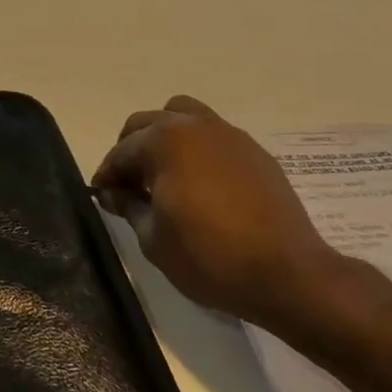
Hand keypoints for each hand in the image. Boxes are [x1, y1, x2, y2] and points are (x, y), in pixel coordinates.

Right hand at [92, 95, 343, 330]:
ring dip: (165, 138)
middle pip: (149, 123)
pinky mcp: (255, 152)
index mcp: (165, 140)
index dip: (107, 174)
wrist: (288, 274)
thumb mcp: (154, 239)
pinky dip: (197, 150)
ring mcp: (229, 135)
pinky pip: (213, 136)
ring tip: (165, 175)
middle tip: (129, 186)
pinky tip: (200, 184)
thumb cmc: (210, 256)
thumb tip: (113, 192)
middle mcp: (195, 126)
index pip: (122, 151)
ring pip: (183, 117)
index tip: (102, 196)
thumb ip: (128, 206)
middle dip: (132, 150)